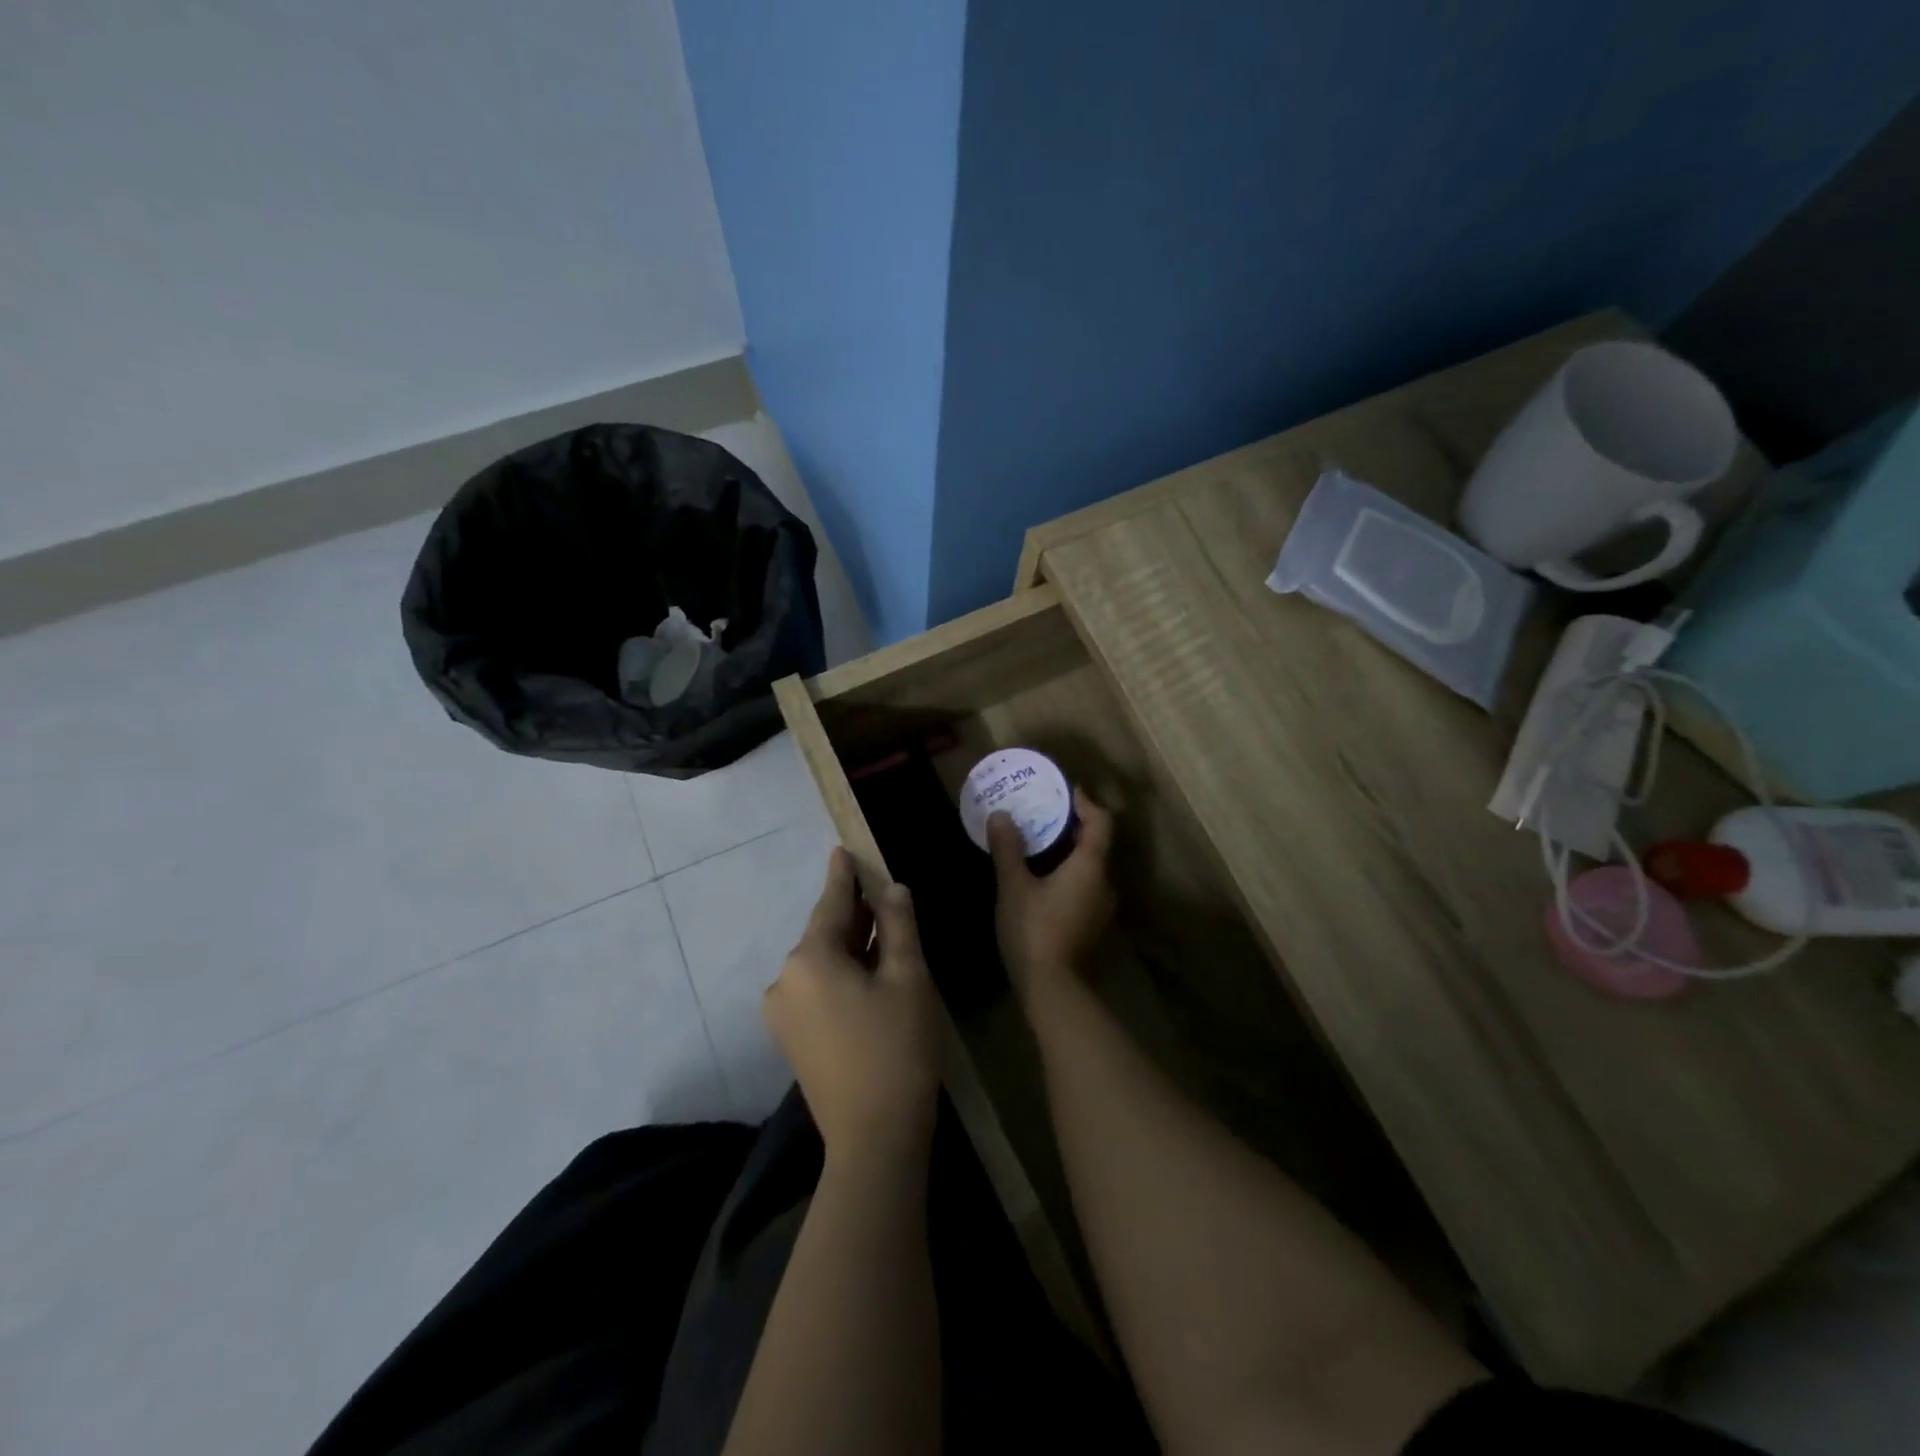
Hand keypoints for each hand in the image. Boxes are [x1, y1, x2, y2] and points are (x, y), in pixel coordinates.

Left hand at [765, 848, 942, 1160]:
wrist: (874, 1139)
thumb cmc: (897, 1048)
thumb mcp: (907, 978)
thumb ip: (898, 926)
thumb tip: (892, 890)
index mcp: (810, 958)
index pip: (832, 903)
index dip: (843, 876)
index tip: (842, 850)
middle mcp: (785, 979)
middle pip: (825, 933)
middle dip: (854, 914)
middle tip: (880, 893)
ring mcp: (783, 1013)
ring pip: (822, 963)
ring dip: (850, 946)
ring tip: (882, 933)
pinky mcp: (792, 1039)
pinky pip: (817, 988)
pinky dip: (842, 974)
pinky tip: (868, 974)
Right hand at [988, 788, 1115, 1008]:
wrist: (1054, 990)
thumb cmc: (1034, 930)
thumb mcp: (1013, 887)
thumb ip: (1008, 849)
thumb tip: (1001, 815)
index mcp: (1091, 866)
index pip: (1101, 822)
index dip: (1086, 803)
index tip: (1065, 791)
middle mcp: (1105, 883)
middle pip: (1098, 843)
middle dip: (1074, 826)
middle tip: (1044, 814)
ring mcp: (1103, 907)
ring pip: (1092, 867)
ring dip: (1071, 852)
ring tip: (1040, 844)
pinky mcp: (1094, 926)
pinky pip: (1086, 886)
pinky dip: (1070, 874)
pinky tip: (1044, 880)